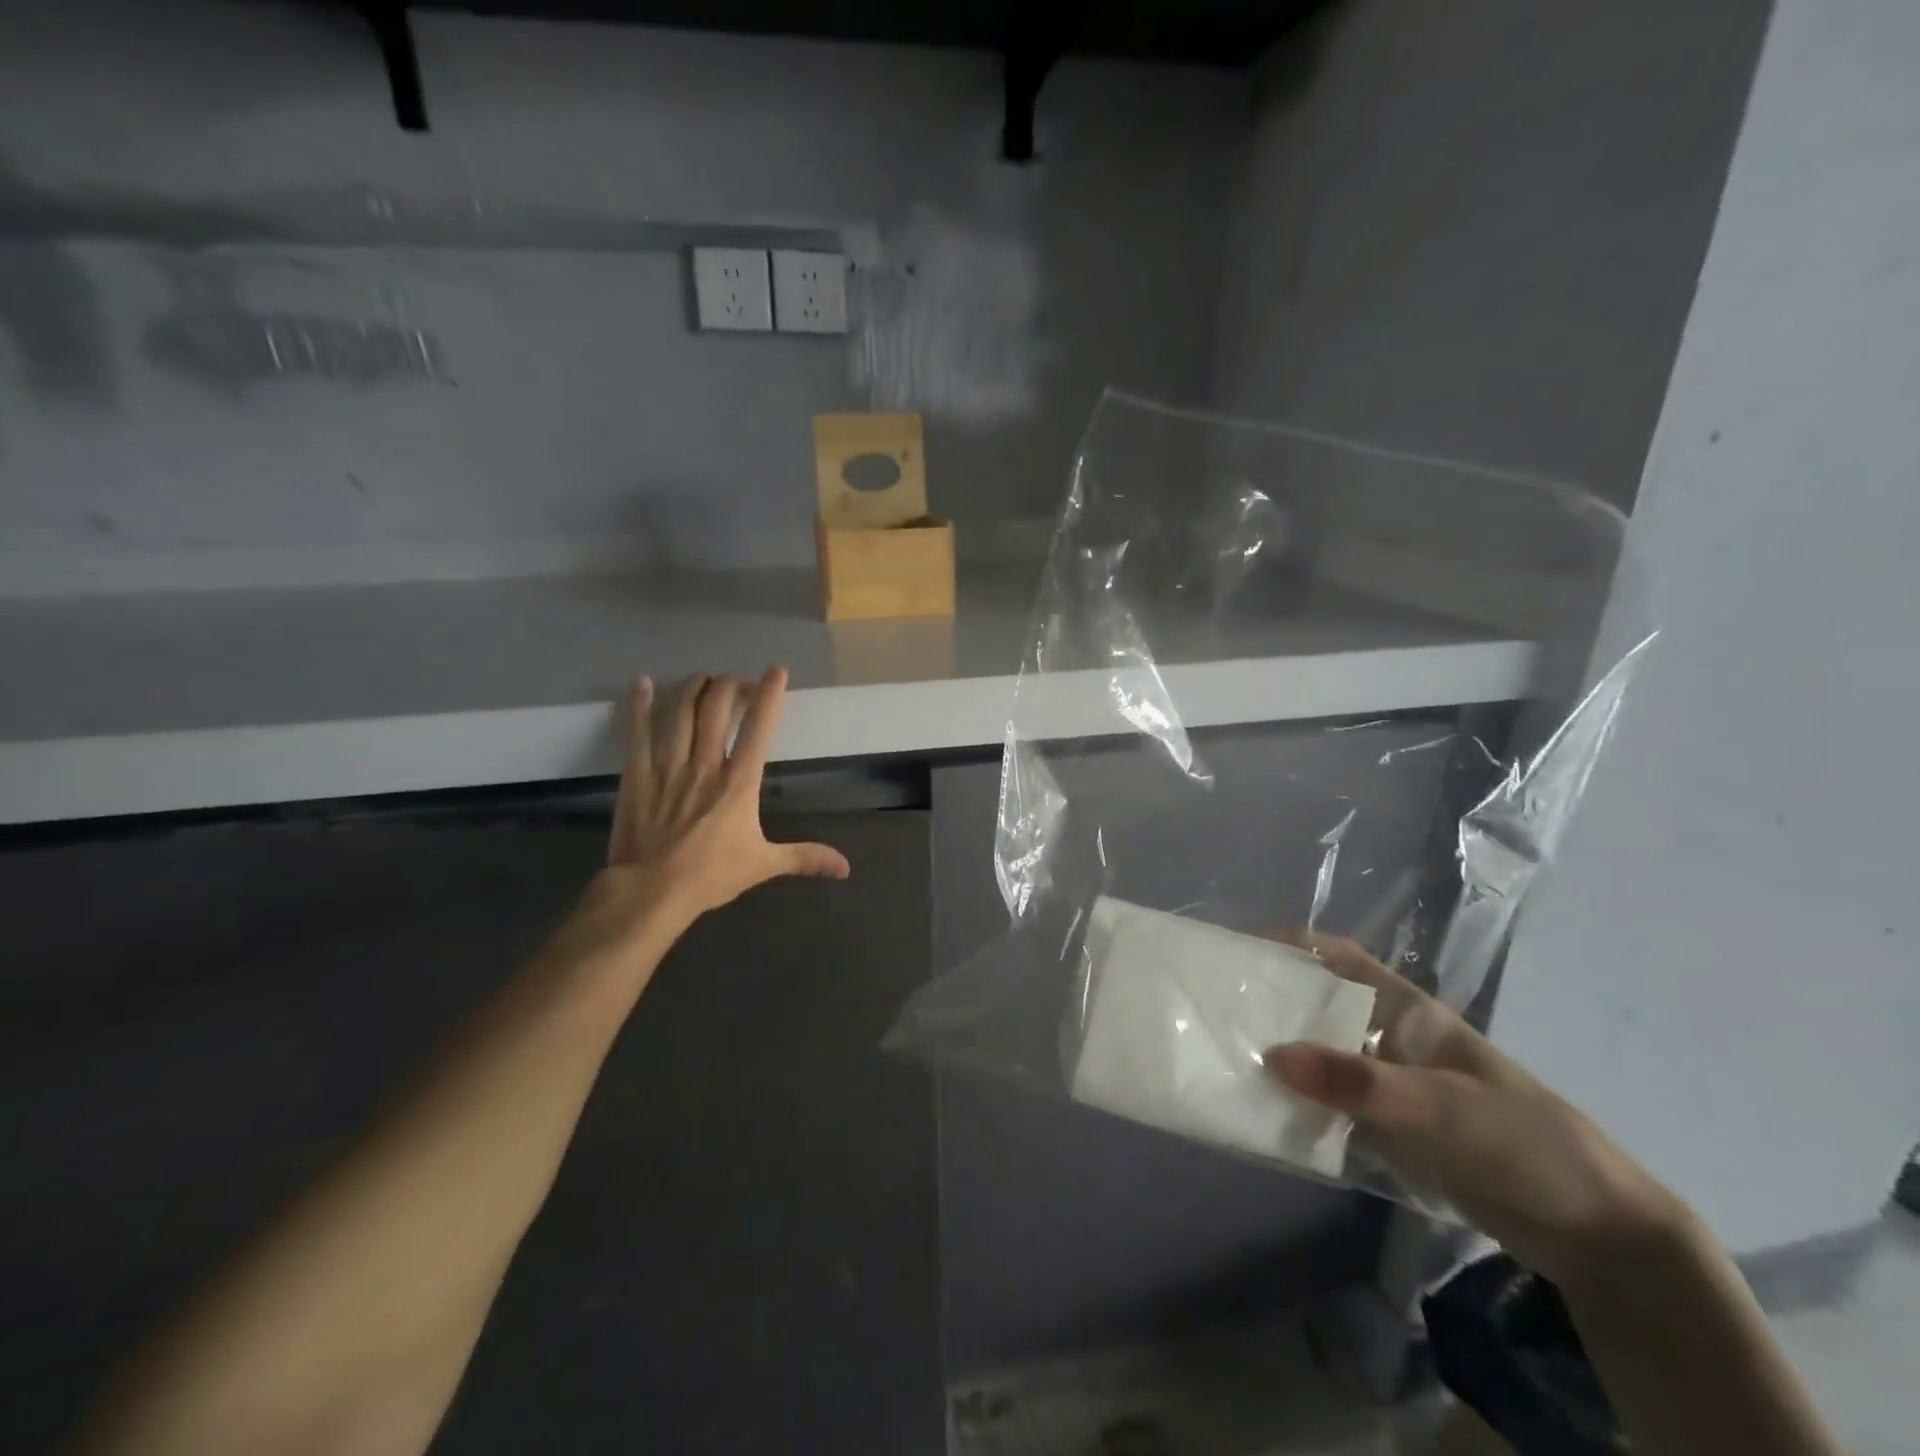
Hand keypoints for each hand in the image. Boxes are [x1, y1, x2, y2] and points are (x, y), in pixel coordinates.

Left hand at [603, 668, 849, 922]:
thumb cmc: (711, 875)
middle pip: (716, 708)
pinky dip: (639, 704)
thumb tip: (845, 868)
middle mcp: (705, 764)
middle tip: (736, 681)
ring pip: (680, 712)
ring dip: (692, 688)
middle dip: (729, 686)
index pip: (758, 728)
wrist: (652, 890)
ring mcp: (668, 766)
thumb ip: (805, 858)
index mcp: (739, 783)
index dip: (769, 695)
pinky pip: (638, 731)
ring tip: (702, 678)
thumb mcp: (764, 865)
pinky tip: (641, 682)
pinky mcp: (637, 774)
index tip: (776, 671)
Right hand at [1262, 932, 1688, 1291]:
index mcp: (1407, 1012)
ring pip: (1322, 1061)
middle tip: (1214, 1007)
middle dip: (1272, 1003)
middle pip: (1320, 1008)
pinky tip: (1265, 1116)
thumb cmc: (1522, 1140)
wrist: (1594, 1231)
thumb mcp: (1441, 1106)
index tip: (1238, 946)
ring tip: (1225, 1058)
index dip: (1293, 944)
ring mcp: (1390, 1088)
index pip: (1341, 959)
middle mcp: (1390, 1041)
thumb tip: (1273, 1055)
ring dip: (1282, 1059)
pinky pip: (1332, 1110)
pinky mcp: (1392, 1132)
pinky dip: (1301, 1108)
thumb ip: (1358, 1082)